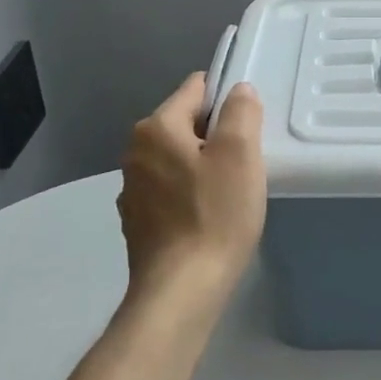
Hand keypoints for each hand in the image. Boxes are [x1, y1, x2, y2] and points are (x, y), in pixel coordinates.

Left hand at [117, 73, 266, 298]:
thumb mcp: (240, 153)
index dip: (227, 99)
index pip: (195, 89)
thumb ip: (240, 111)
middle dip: (216, 135)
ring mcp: (132, 189)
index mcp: (156, 128)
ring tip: (230, 191)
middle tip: (245, 161)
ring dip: (202, 165)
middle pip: (185, 124)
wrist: (182, 291)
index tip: (248, 126)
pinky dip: (189, 193)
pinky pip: (170, 189)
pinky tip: (209, 215)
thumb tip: (237, 91)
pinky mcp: (137, 221)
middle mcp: (135, 152)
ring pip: (178, 158)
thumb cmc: (215, 214)